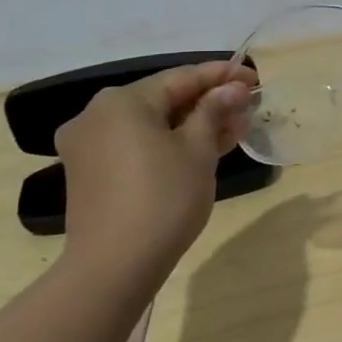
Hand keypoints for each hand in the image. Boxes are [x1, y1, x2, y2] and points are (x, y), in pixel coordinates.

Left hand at [54, 61, 255, 274]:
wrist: (115, 265)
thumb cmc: (164, 198)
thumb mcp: (198, 150)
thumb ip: (215, 111)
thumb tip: (232, 88)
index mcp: (122, 101)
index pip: (180, 77)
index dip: (221, 76)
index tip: (253, 77)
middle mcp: (96, 115)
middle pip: (163, 99)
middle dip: (207, 103)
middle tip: (247, 109)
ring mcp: (88, 145)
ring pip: (150, 124)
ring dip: (191, 125)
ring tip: (232, 131)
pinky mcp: (90, 172)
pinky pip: (136, 144)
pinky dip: (168, 143)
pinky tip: (201, 150)